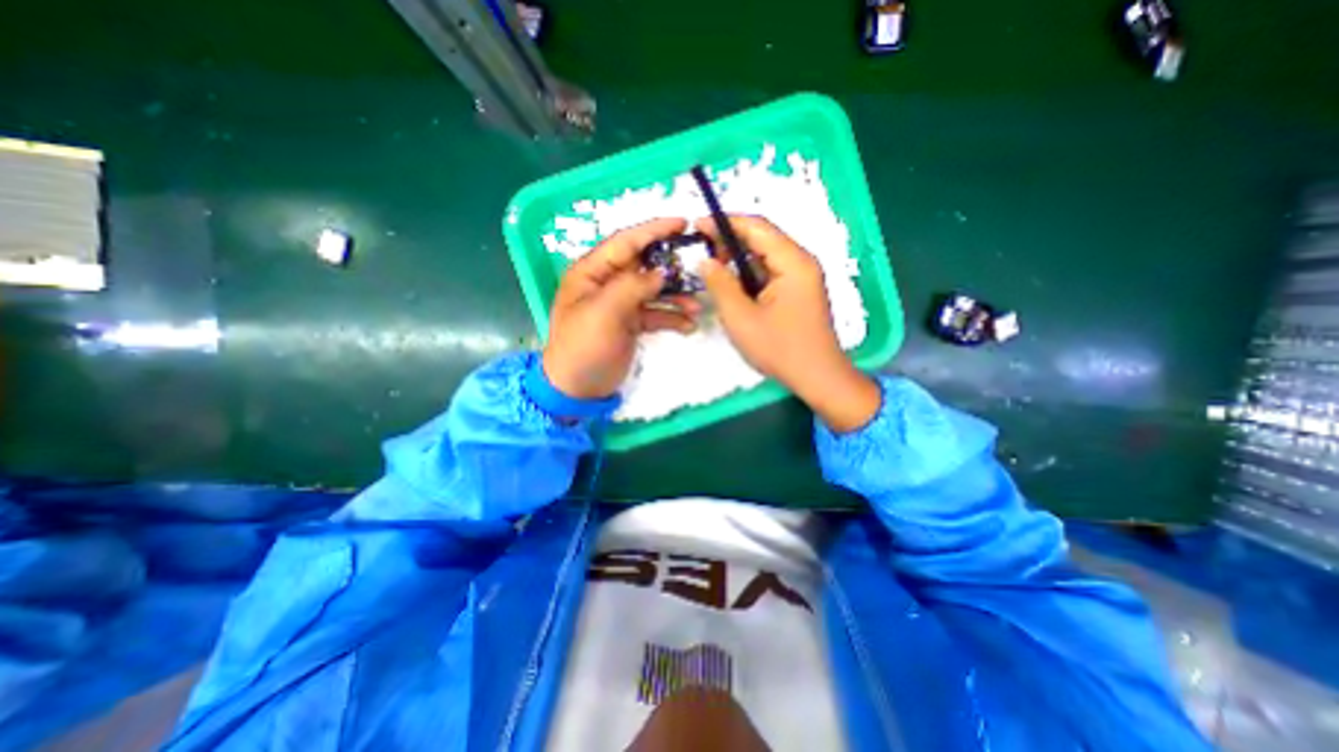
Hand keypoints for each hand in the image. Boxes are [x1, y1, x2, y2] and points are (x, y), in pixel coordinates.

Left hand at [541, 218, 700, 398]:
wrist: (578, 388)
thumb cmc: (584, 347)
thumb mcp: (604, 312)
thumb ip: (632, 286)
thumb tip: (661, 272)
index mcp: (592, 271)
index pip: (626, 242)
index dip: (654, 230)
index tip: (683, 222)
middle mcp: (607, 282)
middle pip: (644, 265)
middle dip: (671, 266)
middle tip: (699, 267)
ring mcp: (621, 303)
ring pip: (654, 290)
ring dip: (676, 295)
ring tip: (696, 304)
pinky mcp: (631, 323)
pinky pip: (656, 313)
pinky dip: (672, 317)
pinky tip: (688, 325)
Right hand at [703, 214, 880, 431]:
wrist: (817, 377)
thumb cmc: (779, 349)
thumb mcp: (741, 317)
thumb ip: (720, 284)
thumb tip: (705, 260)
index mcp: (793, 262)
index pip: (757, 227)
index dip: (726, 223)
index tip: (698, 226)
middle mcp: (802, 262)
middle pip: (763, 238)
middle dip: (730, 241)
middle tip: (703, 252)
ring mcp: (802, 276)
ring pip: (765, 256)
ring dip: (738, 259)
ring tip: (713, 269)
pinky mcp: (798, 290)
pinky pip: (770, 272)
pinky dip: (749, 274)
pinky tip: (733, 285)